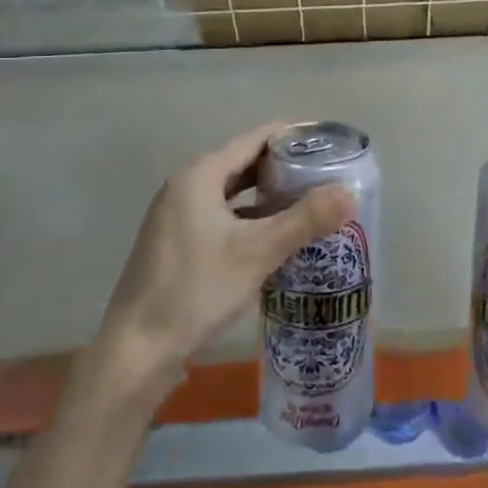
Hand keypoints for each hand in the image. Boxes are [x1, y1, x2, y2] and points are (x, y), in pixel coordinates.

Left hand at [98, 122, 354, 386]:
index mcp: (200, 175)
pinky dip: (250, 219)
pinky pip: (222, 216)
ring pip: (233, 193)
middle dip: (284, 167)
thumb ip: (305, 220)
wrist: (137, 350)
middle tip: (326, 174)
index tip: (328, 142)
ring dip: (268, 196)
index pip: (255, 139)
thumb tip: (350, 192)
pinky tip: (276, 237)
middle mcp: (185, 186)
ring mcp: (177, 216)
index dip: (293, 136)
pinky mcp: (177, 243)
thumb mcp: (257, 253)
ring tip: (310, 202)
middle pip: (244, 164)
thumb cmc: (196, 290)